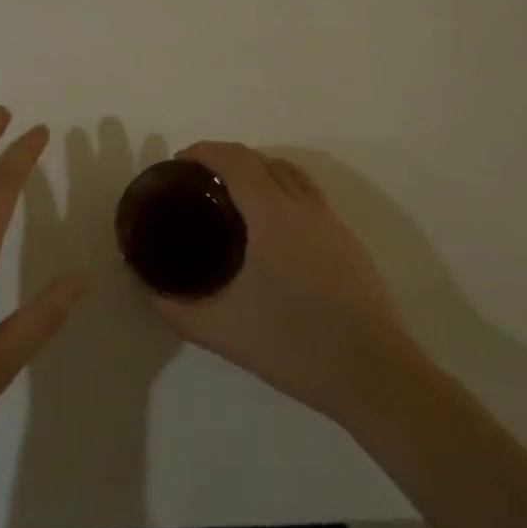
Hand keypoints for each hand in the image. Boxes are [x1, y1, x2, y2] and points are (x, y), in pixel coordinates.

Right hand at [151, 142, 419, 425]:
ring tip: (234, 201)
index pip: (236, 159)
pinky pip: (309, 197)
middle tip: (200, 185)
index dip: (204, 151)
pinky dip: (283, 193)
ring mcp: (332, 223)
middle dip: (228, 160)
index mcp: (273, 214)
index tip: (180, 164)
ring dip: (259, 172)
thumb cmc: (295, 345)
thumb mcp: (224, 331)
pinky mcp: (348, 243)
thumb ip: (179, 311)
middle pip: (263, 160)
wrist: (375, 376)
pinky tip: (271, 234)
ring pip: (291, 175)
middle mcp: (304, 207)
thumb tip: (151, 294)